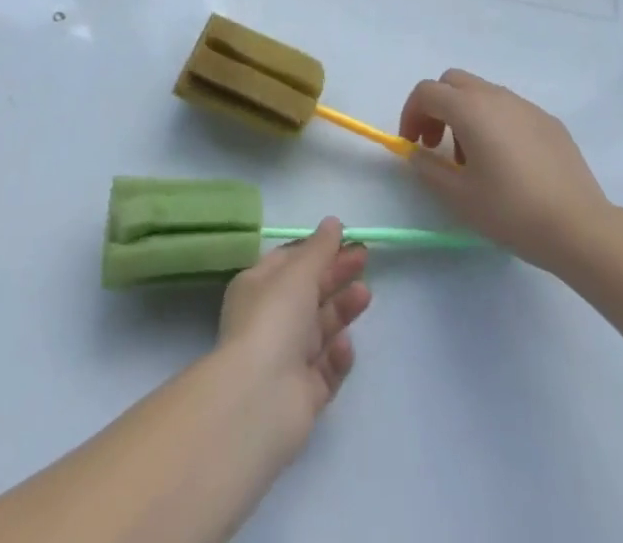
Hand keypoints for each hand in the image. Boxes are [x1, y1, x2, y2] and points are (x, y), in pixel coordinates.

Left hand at [214, 219, 370, 466]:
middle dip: (336, 274)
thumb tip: (333, 222)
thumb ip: (320, 248)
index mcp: (258, 287)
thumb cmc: (274, 319)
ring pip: (321, 328)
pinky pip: (327, 367)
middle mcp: (270, 320)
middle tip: (365, 258)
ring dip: (342, 309)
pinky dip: (337, 355)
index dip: (318, 249)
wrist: (259, 399)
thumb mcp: (298, 272)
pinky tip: (342, 345)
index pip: (290, 262)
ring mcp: (287, 358)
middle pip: (310, 292)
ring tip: (364, 295)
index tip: (347, 239)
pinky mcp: (304, 393)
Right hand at [399, 70, 609, 273]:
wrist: (579, 227)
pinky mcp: (549, 121)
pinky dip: (494, 123)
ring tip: (472, 160)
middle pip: (453, 82)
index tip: (412, 146)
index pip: (427, 92)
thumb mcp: (459, 197)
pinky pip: (510, 109)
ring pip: (483, 93)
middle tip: (436, 145)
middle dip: (437, 107)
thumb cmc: (511, 211)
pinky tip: (507, 163)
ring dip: (465, 115)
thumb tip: (417, 153)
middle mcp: (497, 96)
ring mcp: (526, 106)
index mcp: (470, 108)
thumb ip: (428, 169)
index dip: (411, 114)